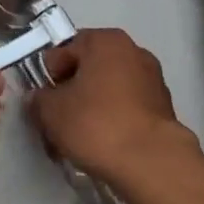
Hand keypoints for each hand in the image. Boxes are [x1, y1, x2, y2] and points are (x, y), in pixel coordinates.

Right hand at [34, 28, 200, 189]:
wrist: (151, 162)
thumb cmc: (96, 123)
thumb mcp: (51, 111)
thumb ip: (38, 99)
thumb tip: (39, 99)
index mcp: (105, 40)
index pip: (65, 50)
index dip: (49, 76)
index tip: (43, 102)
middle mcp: (133, 51)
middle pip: (89, 69)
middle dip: (71, 93)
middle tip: (57, 121)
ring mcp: (153, 79)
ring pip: (109, 90)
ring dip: (92, 108)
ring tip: (79, 138)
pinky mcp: (164, 108)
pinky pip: (127, 108)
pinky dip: (114, 120)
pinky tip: (103, 145)